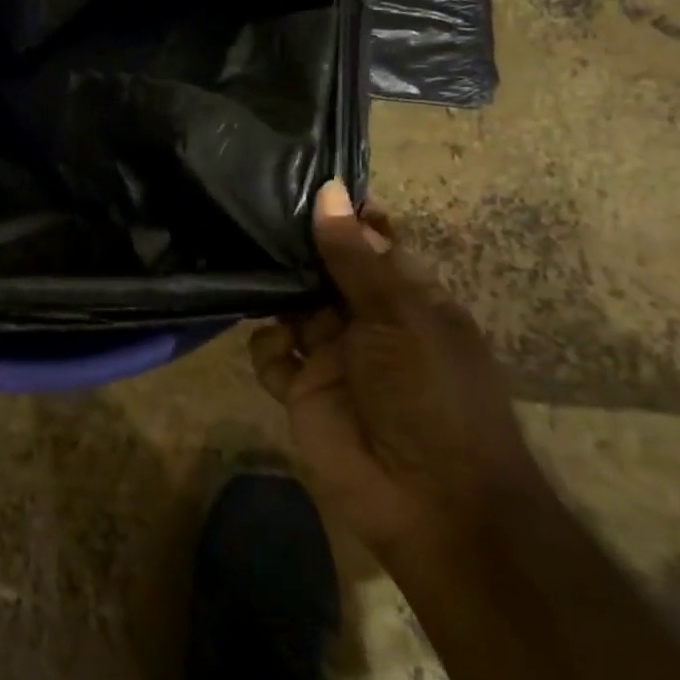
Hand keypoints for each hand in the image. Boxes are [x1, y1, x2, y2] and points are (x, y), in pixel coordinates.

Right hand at [251, 180, 543, 563]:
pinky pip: (270, 353)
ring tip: (248, 267)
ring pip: (289, 308)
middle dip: (295, 250)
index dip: (343, 216)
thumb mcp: (399, 316)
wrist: (429, 500)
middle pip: (322, 271)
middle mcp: (366, 321)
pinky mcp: (300, 388)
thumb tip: (329, 190)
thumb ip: (355, 256)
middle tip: (253, 213)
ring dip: (273, 293)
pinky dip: (267, 347)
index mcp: (407, 299)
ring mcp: (331, 355)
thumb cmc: (432, 394)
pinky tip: (278, 351)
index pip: (371, 244)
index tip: (301, 180)